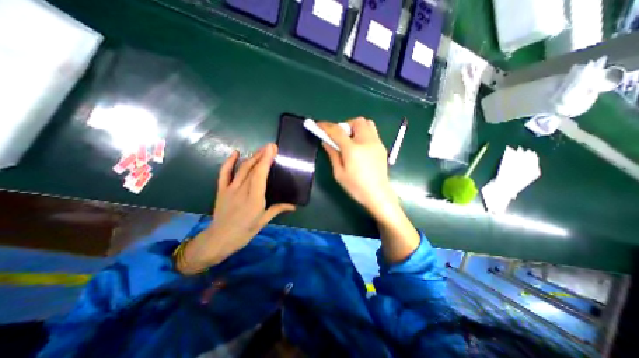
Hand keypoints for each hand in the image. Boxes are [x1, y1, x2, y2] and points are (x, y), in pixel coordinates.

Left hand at [177, 142, 294, 273]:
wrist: (220, 238)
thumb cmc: (245, 231)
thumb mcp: (264, 221)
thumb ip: (278, 209)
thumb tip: (293, 205)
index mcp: (254, 198)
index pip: (260, 175)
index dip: (266, 160)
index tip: (272, 149)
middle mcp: (242, 190)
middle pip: (252, 169)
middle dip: (262, 155)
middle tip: (271, 146)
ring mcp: (230, 189)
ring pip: (242, 169)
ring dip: (252, 157)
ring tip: (261, 149)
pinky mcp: (221, 189)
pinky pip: (224, 173)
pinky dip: (229, 162)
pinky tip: (235, 153)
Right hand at [318, 119, 419, 260]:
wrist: (378, 194)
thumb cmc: (356, 187)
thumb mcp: (339, 173)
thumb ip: (332, 154)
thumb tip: (326, 142)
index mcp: (353, 150)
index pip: (337, 131)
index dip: (326, 126)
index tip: (318, 125)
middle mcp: (366, 141)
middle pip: (356, 121)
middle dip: (345, 126)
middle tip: (340, 138)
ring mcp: (376, 143)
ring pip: (367, 123)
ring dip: (356, 127)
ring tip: (351, 140)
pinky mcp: (382, 147)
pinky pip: (372, 132)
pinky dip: (363, 133)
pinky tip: (360, 147)